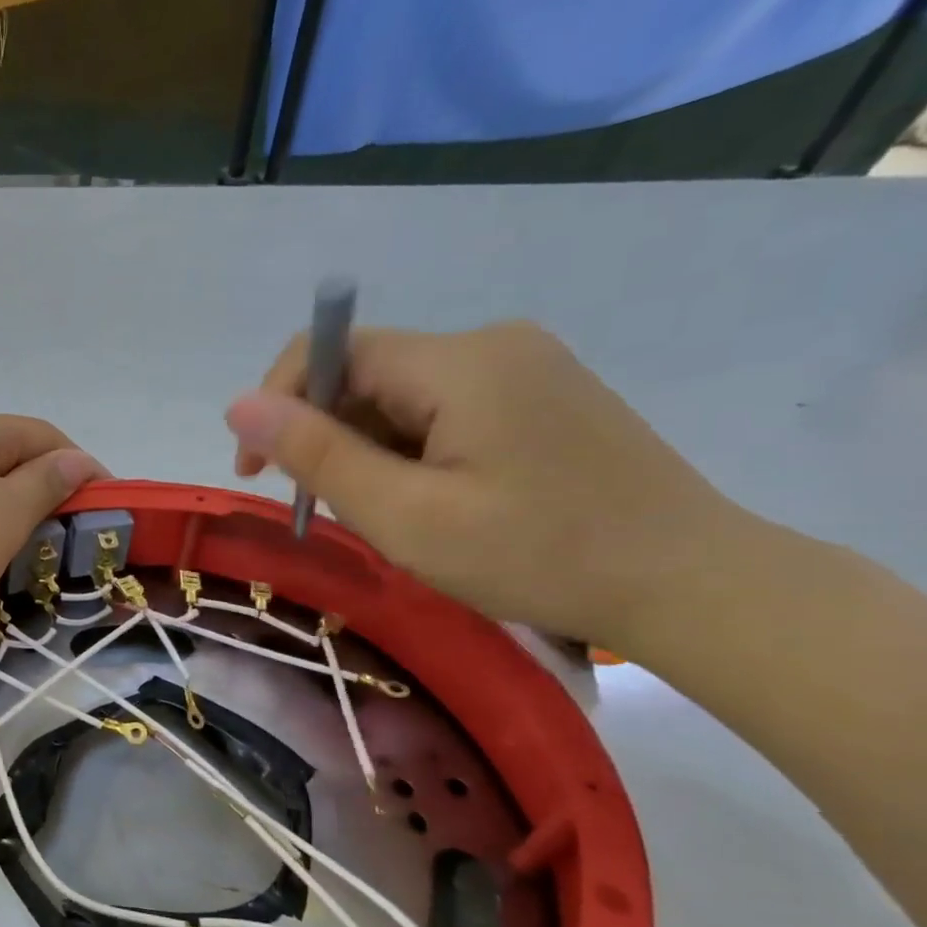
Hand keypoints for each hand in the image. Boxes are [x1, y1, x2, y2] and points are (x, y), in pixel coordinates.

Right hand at [225, 321, 739, 647]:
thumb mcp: (404, 515)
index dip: (277, 404)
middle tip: (331, 512)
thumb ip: (316, 455)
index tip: (257, 475)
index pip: (330, 351)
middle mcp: (490, 343)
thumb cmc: (535, 554)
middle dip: (325, 437)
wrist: (689, 582)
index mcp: (458, 361)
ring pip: (399, 397)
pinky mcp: (540, 395)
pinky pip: (441, 410)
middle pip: (365, 374)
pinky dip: (409, 451)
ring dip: (367, 451)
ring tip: (391, 516)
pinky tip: (432, 501)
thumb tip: (237, 406)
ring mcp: (523, 366)